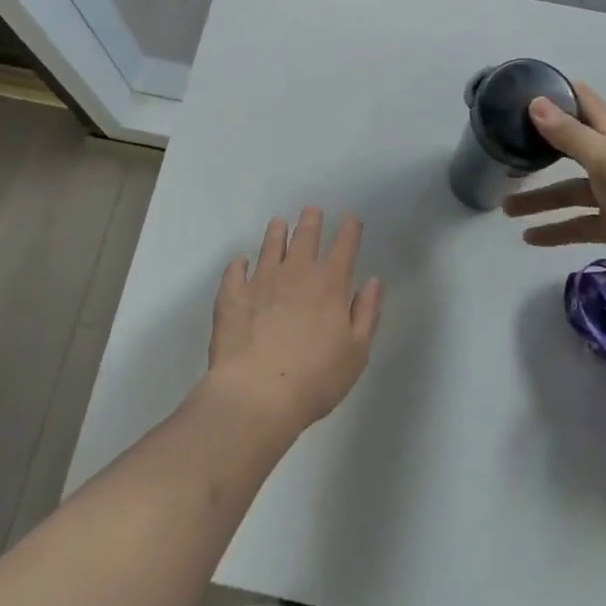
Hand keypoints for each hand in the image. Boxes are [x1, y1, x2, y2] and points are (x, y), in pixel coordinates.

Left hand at [206, 207, 382, 438]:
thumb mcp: (356, 352)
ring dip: (276, 232)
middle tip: (312, 210)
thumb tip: (373, 282)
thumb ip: (366, 313)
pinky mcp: (232, 294)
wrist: (257, 395)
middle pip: (305, 236)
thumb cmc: (315, 379)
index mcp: (329, 284)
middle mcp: (296, 272)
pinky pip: (234, 270)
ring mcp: (261, 280)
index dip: (350, 228)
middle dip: (311, 220)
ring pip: (270, 245)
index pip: (344, 246)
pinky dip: (238, 263)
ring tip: (278, 223)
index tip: (350, 217)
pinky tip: (240, 262)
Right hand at [502, 82, 605, 294]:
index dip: (556, 93)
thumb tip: (535, 102)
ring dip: (539, 199)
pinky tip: (529, 238)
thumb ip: (568, 133)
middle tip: (503, 149)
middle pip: (569, 147)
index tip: (521, 91)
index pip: (583, 102)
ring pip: (567, 191)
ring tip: (506, 209)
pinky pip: (577, 223)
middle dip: (537, 148)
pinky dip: (555, 229)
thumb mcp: (604, 159)